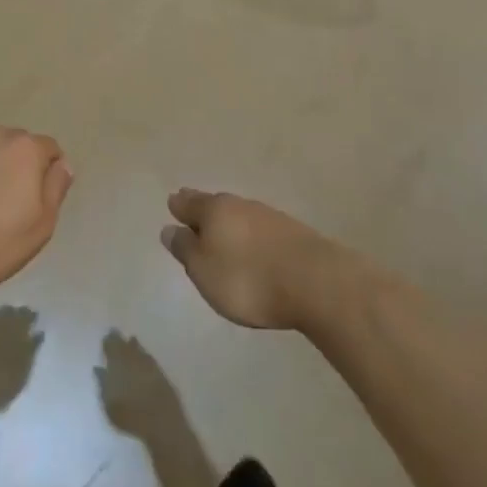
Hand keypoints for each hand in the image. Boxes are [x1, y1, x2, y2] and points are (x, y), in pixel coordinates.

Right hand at [162, 189, 343, 329]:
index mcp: (214, 210)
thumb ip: (185, 249)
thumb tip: (169, 229)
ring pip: (240, 215)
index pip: (189, 203)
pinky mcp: (293, 233)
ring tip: (223, 233)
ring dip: (230, 223)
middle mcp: (240, 205)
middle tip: (193, 212)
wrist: (317, 283)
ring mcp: (269, 217)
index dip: (179, 206)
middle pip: (215, 205)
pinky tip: (254, 247)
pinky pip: (261, 229)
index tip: (173, 204)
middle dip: (203, 209)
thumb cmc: (248, 279)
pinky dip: (252, 236)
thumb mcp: (204, 271)